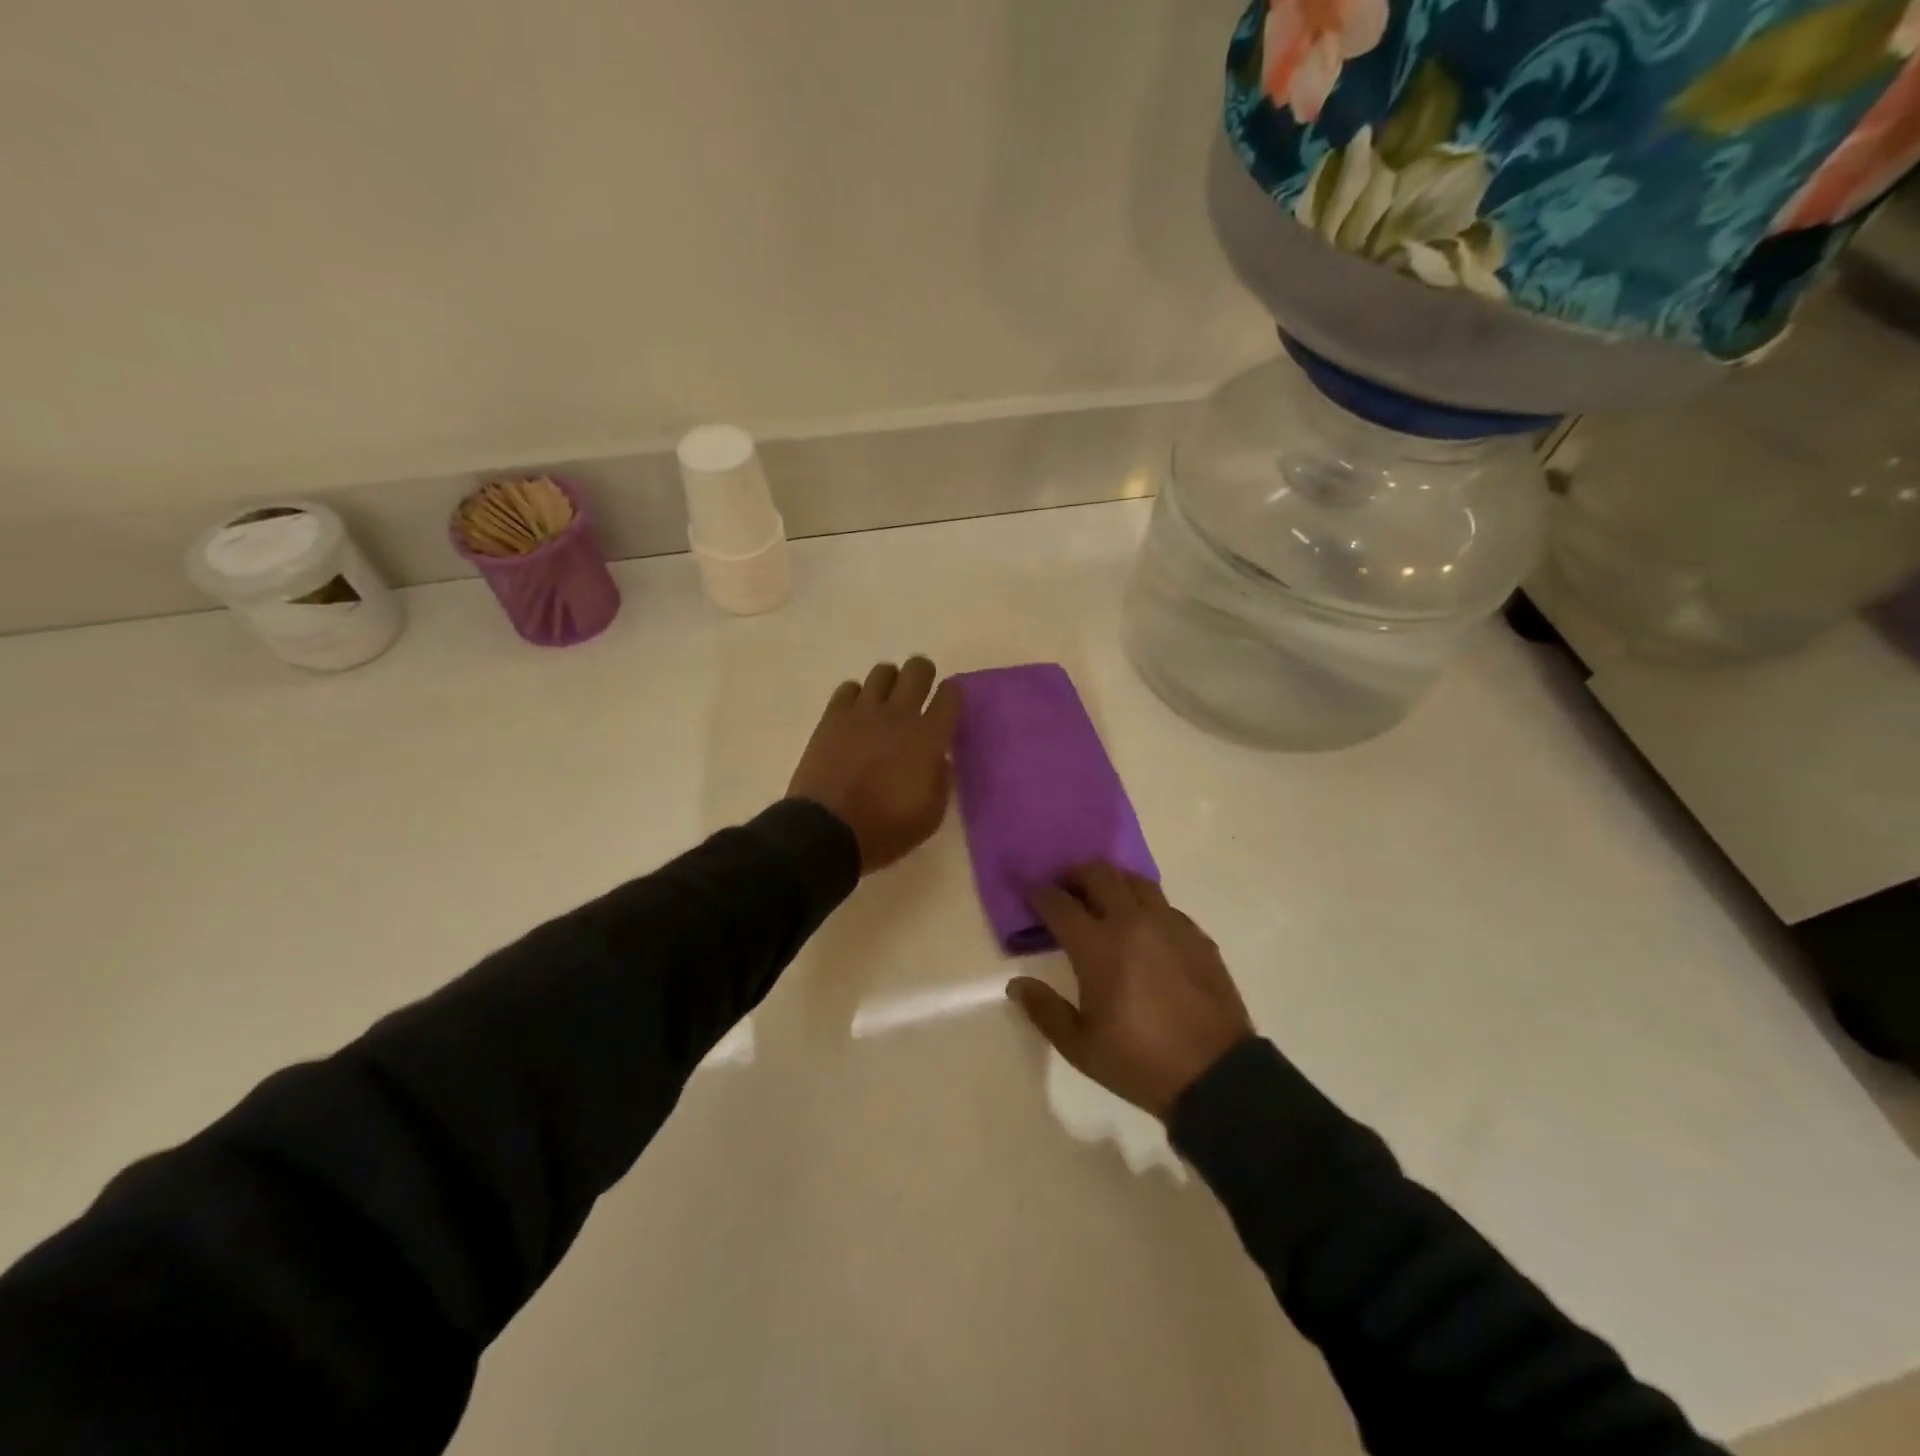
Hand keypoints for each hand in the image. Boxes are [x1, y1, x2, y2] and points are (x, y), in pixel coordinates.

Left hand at [787, 657, 962, 874]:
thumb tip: (939, 757)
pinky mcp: (832, 718)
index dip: (953, 695)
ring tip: (886, 702)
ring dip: (890, 683)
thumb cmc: (885, 829)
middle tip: (919, 694)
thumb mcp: (930, 815)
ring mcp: (862, 712)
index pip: (950, 696)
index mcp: (928, 738)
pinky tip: (856, 714)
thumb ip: (941, 779)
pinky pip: (848, 688)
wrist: (827, 832)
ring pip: (882, 672)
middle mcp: (898, 715)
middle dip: (923, 675)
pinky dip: (856, 696)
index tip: (949, 704)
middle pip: (917, 670)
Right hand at [1007, 864, 1252, 1121]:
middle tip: (1065, 891)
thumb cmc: (1139, 1061)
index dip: (1040, 895)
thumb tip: (1017, 984)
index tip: (1032, 897)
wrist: (1215, 1076)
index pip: (1059, 902)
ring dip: (1112, 882)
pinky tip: (1142, 928)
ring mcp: (1169, 924)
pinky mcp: (1196, 935)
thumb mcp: (1079, 1047)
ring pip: (1135, 880)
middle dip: (1074, 875)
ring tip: (1103, 900)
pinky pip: (1164, 904)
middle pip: (1098, 874)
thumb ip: (1044, 1010)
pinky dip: (1144, 905)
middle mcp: (1132, 922)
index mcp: (1097, 946)